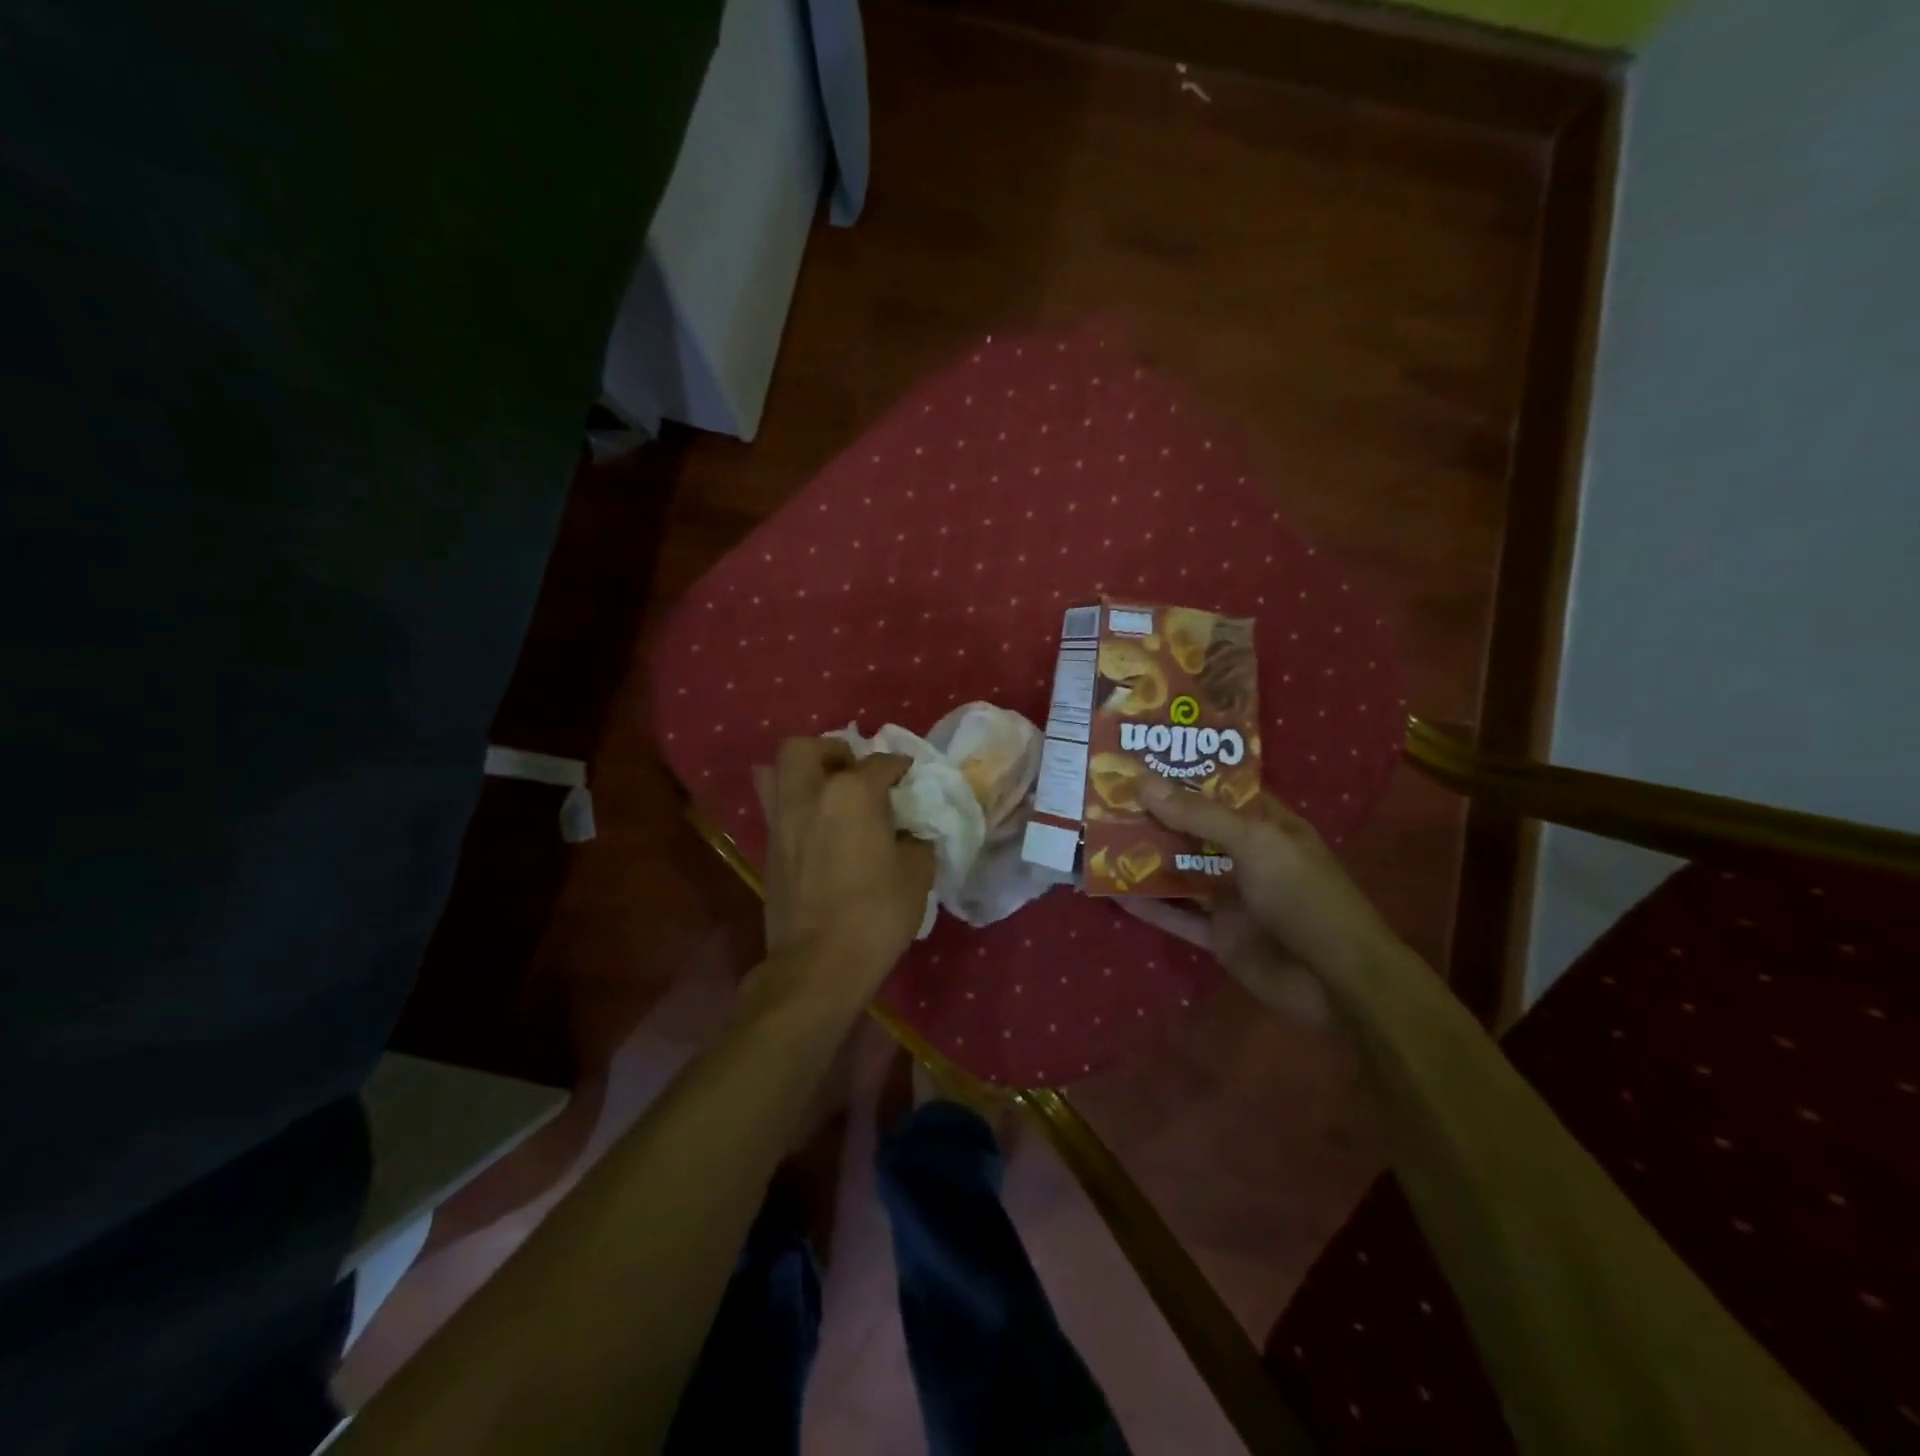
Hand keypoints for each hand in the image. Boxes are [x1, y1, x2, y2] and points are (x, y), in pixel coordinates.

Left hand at [753, 737, 934, 998]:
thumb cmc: (876, 914)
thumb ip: (915, 838)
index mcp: (851, 794)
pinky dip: (795, 803)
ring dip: (804, 772)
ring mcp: (781, 820)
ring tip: (829, 793)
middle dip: (832, 752)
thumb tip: (908, 830)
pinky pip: (775, 806)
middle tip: (855, 772)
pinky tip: (820, 827)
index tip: (910, 777)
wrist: (819, 964)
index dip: (899, 767)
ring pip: (776, 772)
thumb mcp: (916, 873)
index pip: (880, 763)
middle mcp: (809, 795)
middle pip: (806, 748)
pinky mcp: (768, 848)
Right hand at [1119, 778, 1400, 1019]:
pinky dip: (1148, 905)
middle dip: (1154, 815)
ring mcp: (1232, 897)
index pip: (1221, 790)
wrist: (1337, 982)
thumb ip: (1199, 815)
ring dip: (1144, 858)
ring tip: (1098, 837)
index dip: (1184, 774)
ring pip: (1180, 871)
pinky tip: (1113, 891)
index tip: (1140, 759)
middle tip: (1105, 796)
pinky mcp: (1219, 935)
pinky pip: (1177, 915)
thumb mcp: (1255, 842)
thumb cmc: (1304, 895)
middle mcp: (1247, 856)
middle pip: (1193, 830)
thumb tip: (1144, 783)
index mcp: (1267, 825)